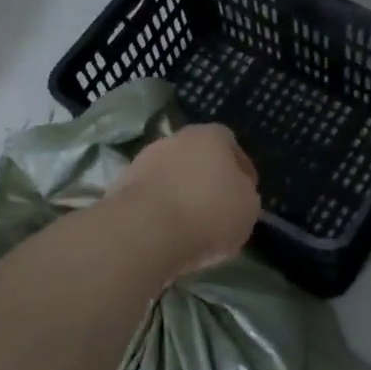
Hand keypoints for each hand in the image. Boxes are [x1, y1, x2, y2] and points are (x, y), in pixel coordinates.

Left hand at [112, 124, 259, 277]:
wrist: (145, 231)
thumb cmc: (209, 213)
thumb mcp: (249, 208)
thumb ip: (245, 195)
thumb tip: (236, 194)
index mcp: (211, 136)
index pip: (231, 145)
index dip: (240, 170)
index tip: (245, 193)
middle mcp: (176, 139)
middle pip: (197, 158)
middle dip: (207, 179)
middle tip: (217, 208)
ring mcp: (144, 160)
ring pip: (171, 176)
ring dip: (181, 194)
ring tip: (191, 226)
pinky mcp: (121, 186)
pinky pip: (151, 197)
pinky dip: (159, 210)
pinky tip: (167, 233)